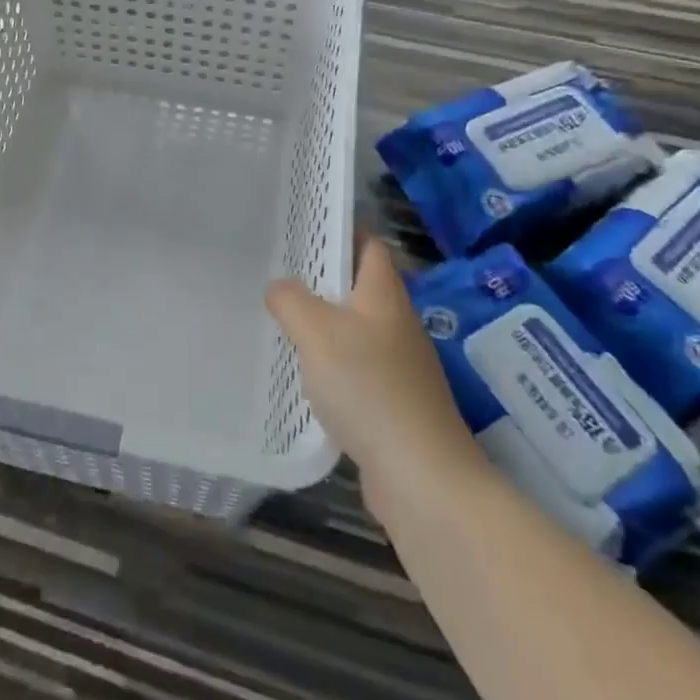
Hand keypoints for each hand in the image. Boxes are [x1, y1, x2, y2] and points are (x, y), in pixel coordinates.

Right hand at [267, 241, 486, 521]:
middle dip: (321, 277)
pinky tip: (302, 375)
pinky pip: (356, 368)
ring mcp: (399, 365)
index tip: (302, 223)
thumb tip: (279, 288)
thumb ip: (291, 300)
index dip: (340, 227)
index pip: (368, 244)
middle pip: (359, 286)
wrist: (422, 476)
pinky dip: (330, 364)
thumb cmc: (369, 387)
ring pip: (355, 329)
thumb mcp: (316, 332)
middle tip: (276, 269)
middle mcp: (396, 323)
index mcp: (384, 294)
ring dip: (323, 323)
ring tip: (280, 318)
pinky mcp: (393, 403)